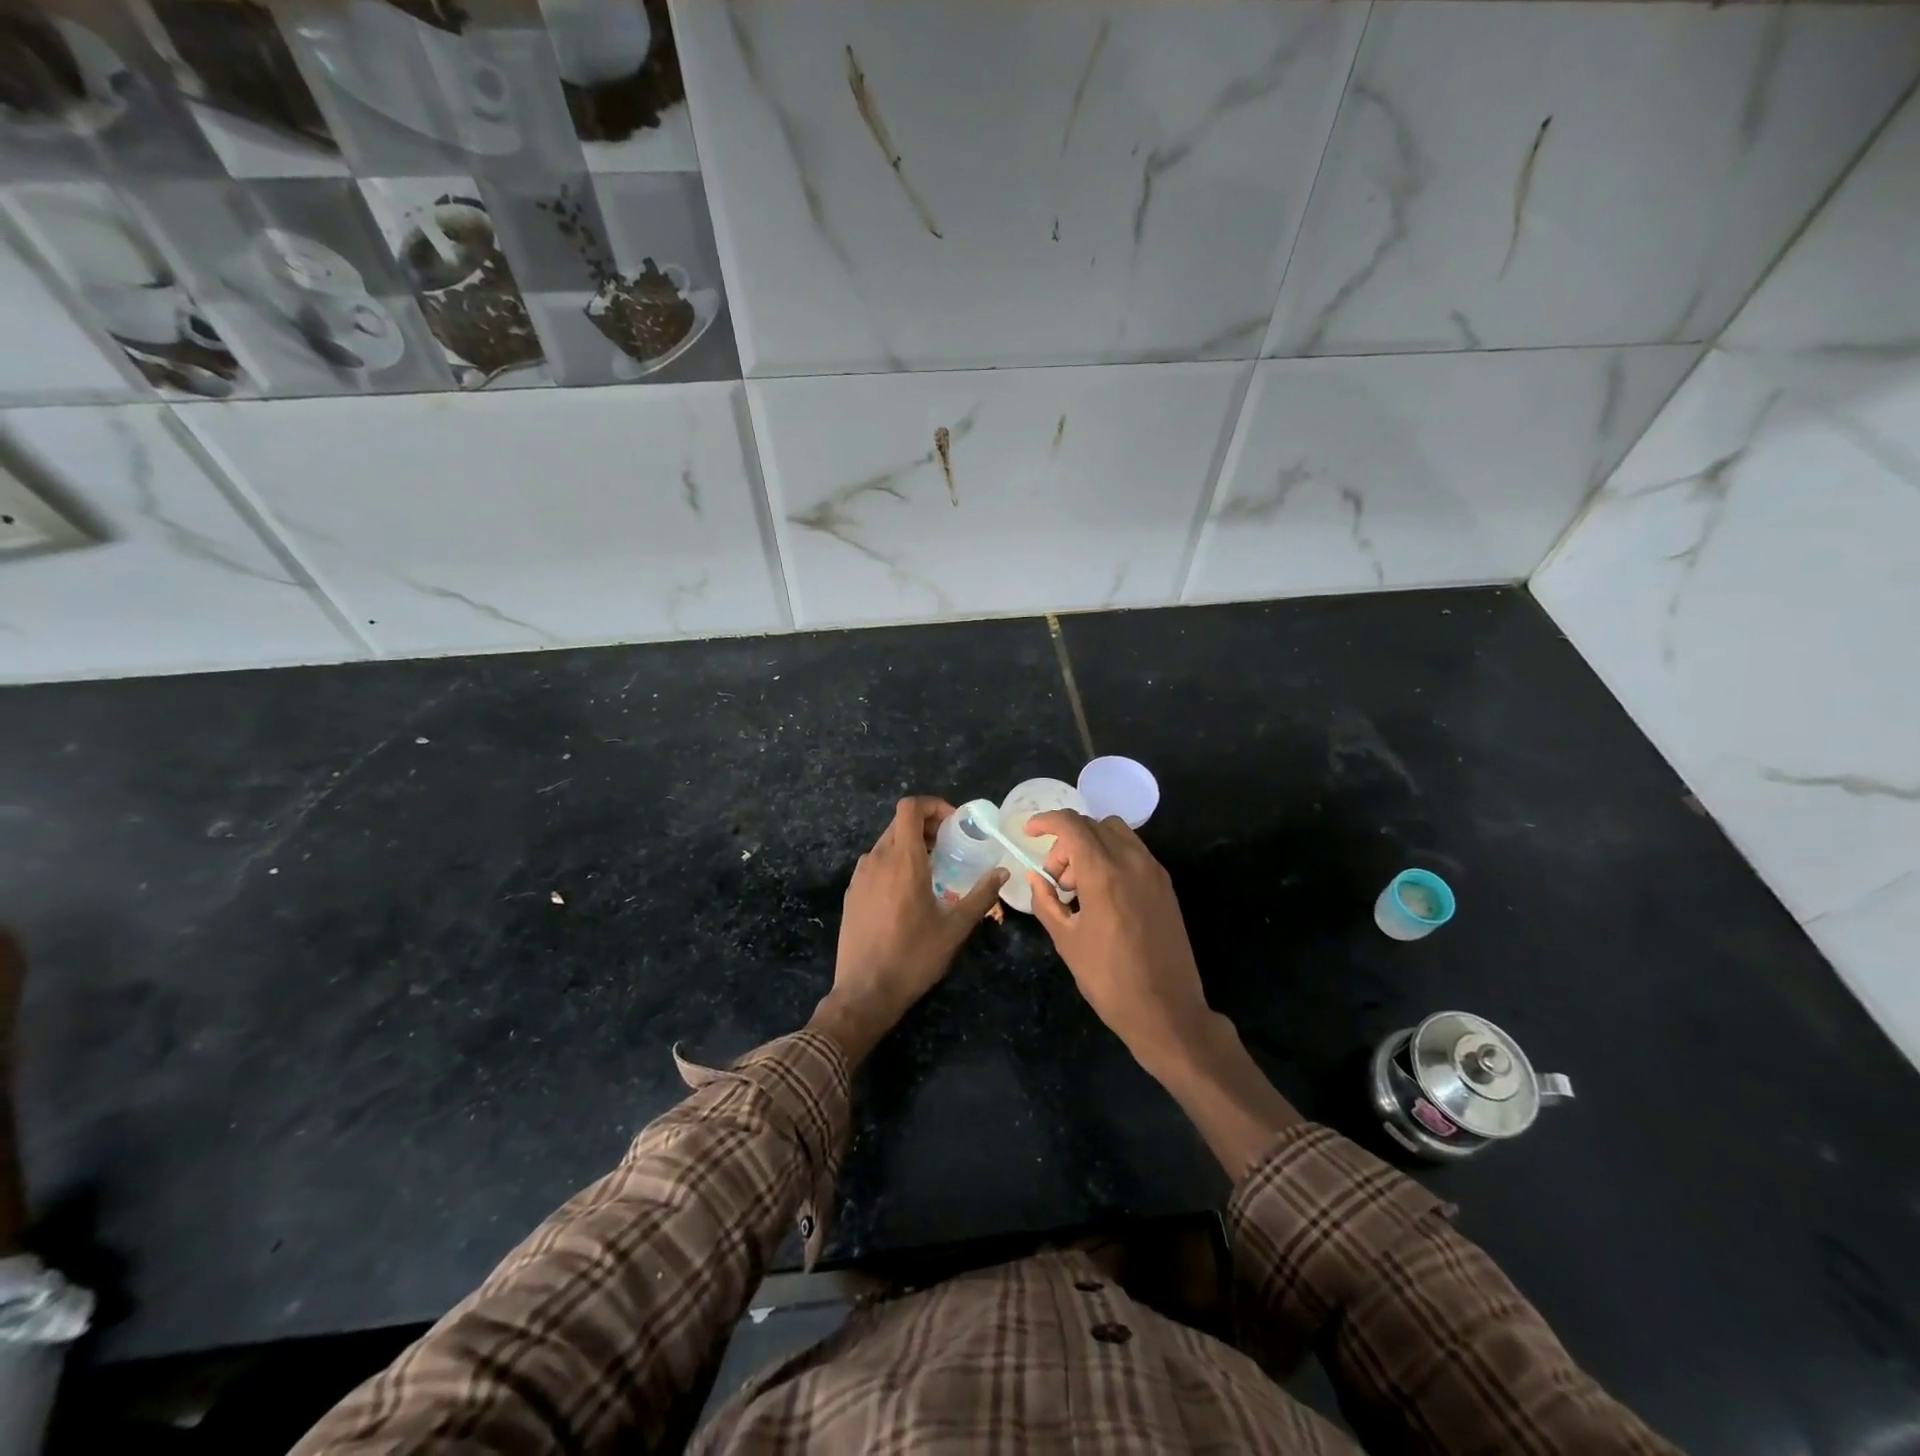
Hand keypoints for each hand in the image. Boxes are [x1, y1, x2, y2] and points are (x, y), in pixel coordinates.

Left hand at [810, 797, 1006, 1063]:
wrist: (864, 993)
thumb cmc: (913, 957)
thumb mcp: (955, 928)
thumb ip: (981, 896)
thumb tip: (1002, 872)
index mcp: (902, 860)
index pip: (910, 808)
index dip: (933, 805)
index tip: (954, 824)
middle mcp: (877, 859)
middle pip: (899, 823)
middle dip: (927, 826)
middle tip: (950, 847)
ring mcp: (860, 876)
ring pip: (886, 843)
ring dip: (910, 845)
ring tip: (933, 870)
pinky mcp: (852, 893)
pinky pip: (875, 863)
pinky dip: (894, 863)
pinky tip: (908, 893)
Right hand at [1024, 810, 1213, 1079]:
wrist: (1168, 1011)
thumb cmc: (1109, 979)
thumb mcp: (1066, 941)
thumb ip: (1047, 902)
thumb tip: (1036, 878)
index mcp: (1104, 873)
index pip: (1071, 825)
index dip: (1046, 821)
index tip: (1029, 832)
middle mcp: (1132, 861)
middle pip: (1093, 825)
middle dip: (1066, 841)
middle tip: (1055, 878)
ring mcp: (1154, 872)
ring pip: (1117, 833)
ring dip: (1091, 845)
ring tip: (1078, 886)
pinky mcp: (1166, 885)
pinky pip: (1133, 852)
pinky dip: (1111, 856)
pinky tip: (1101, 893)